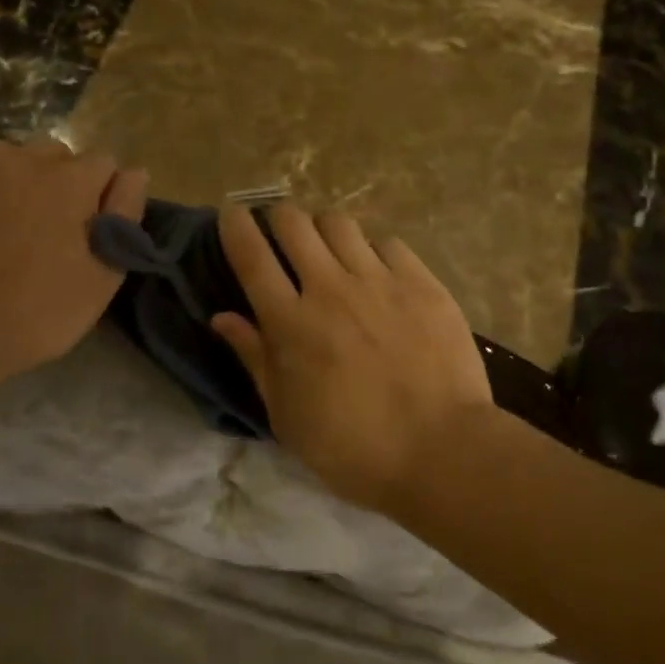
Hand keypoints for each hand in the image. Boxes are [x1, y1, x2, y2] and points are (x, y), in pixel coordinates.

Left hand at [0, 140, 147, 380]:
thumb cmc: (39, 310)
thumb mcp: (103, 274)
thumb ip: (125, 213)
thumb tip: (135, 172)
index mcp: (70, 178)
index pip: (105, 163)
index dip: (103, 196)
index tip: (91, 232)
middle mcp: (23, 157)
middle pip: (58, 156)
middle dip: (62, 183)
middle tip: (50, 233)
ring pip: (13, 161)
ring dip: (19, 183)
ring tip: (8, 231)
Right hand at [211, 204, 492, 512]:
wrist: (442, 451)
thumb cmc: (354, 448)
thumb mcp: (288, 417)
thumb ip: (255, 358)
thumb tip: (222, 317)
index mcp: (291, 324)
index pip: (252, 256)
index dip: (236, 226)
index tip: (231, 212)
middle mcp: (331, 289)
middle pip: (294, 223)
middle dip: (279, 217)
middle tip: (282, 234)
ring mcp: (380, 281)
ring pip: (339, 223)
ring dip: (323, 228)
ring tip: (329, 248)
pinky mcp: (422, 283)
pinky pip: (388, 243)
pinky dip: (373, 250)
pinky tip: (378, 272)